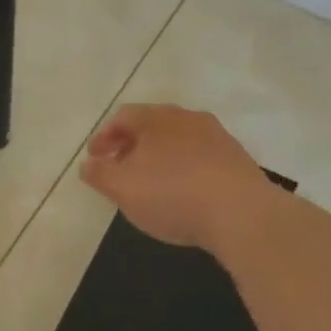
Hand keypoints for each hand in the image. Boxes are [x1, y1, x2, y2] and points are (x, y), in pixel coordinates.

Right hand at [78, 104, 276, 252]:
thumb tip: (88, 163)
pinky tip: (184, 192)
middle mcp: (187, 118)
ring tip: (152, 182)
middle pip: (152, 125)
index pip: (122, 117)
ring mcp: (216, 136)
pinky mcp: (238, 159)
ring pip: (178, 140)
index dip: (104, 137)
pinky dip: (185, 168)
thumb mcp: (122, 188)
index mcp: (156, 118)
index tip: (95, 158)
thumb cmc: (172, 195)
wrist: (243, 213)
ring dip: (160, 156)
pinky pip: (201, 157)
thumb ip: (99, 174)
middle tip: (120, 167)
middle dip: (132, 145)